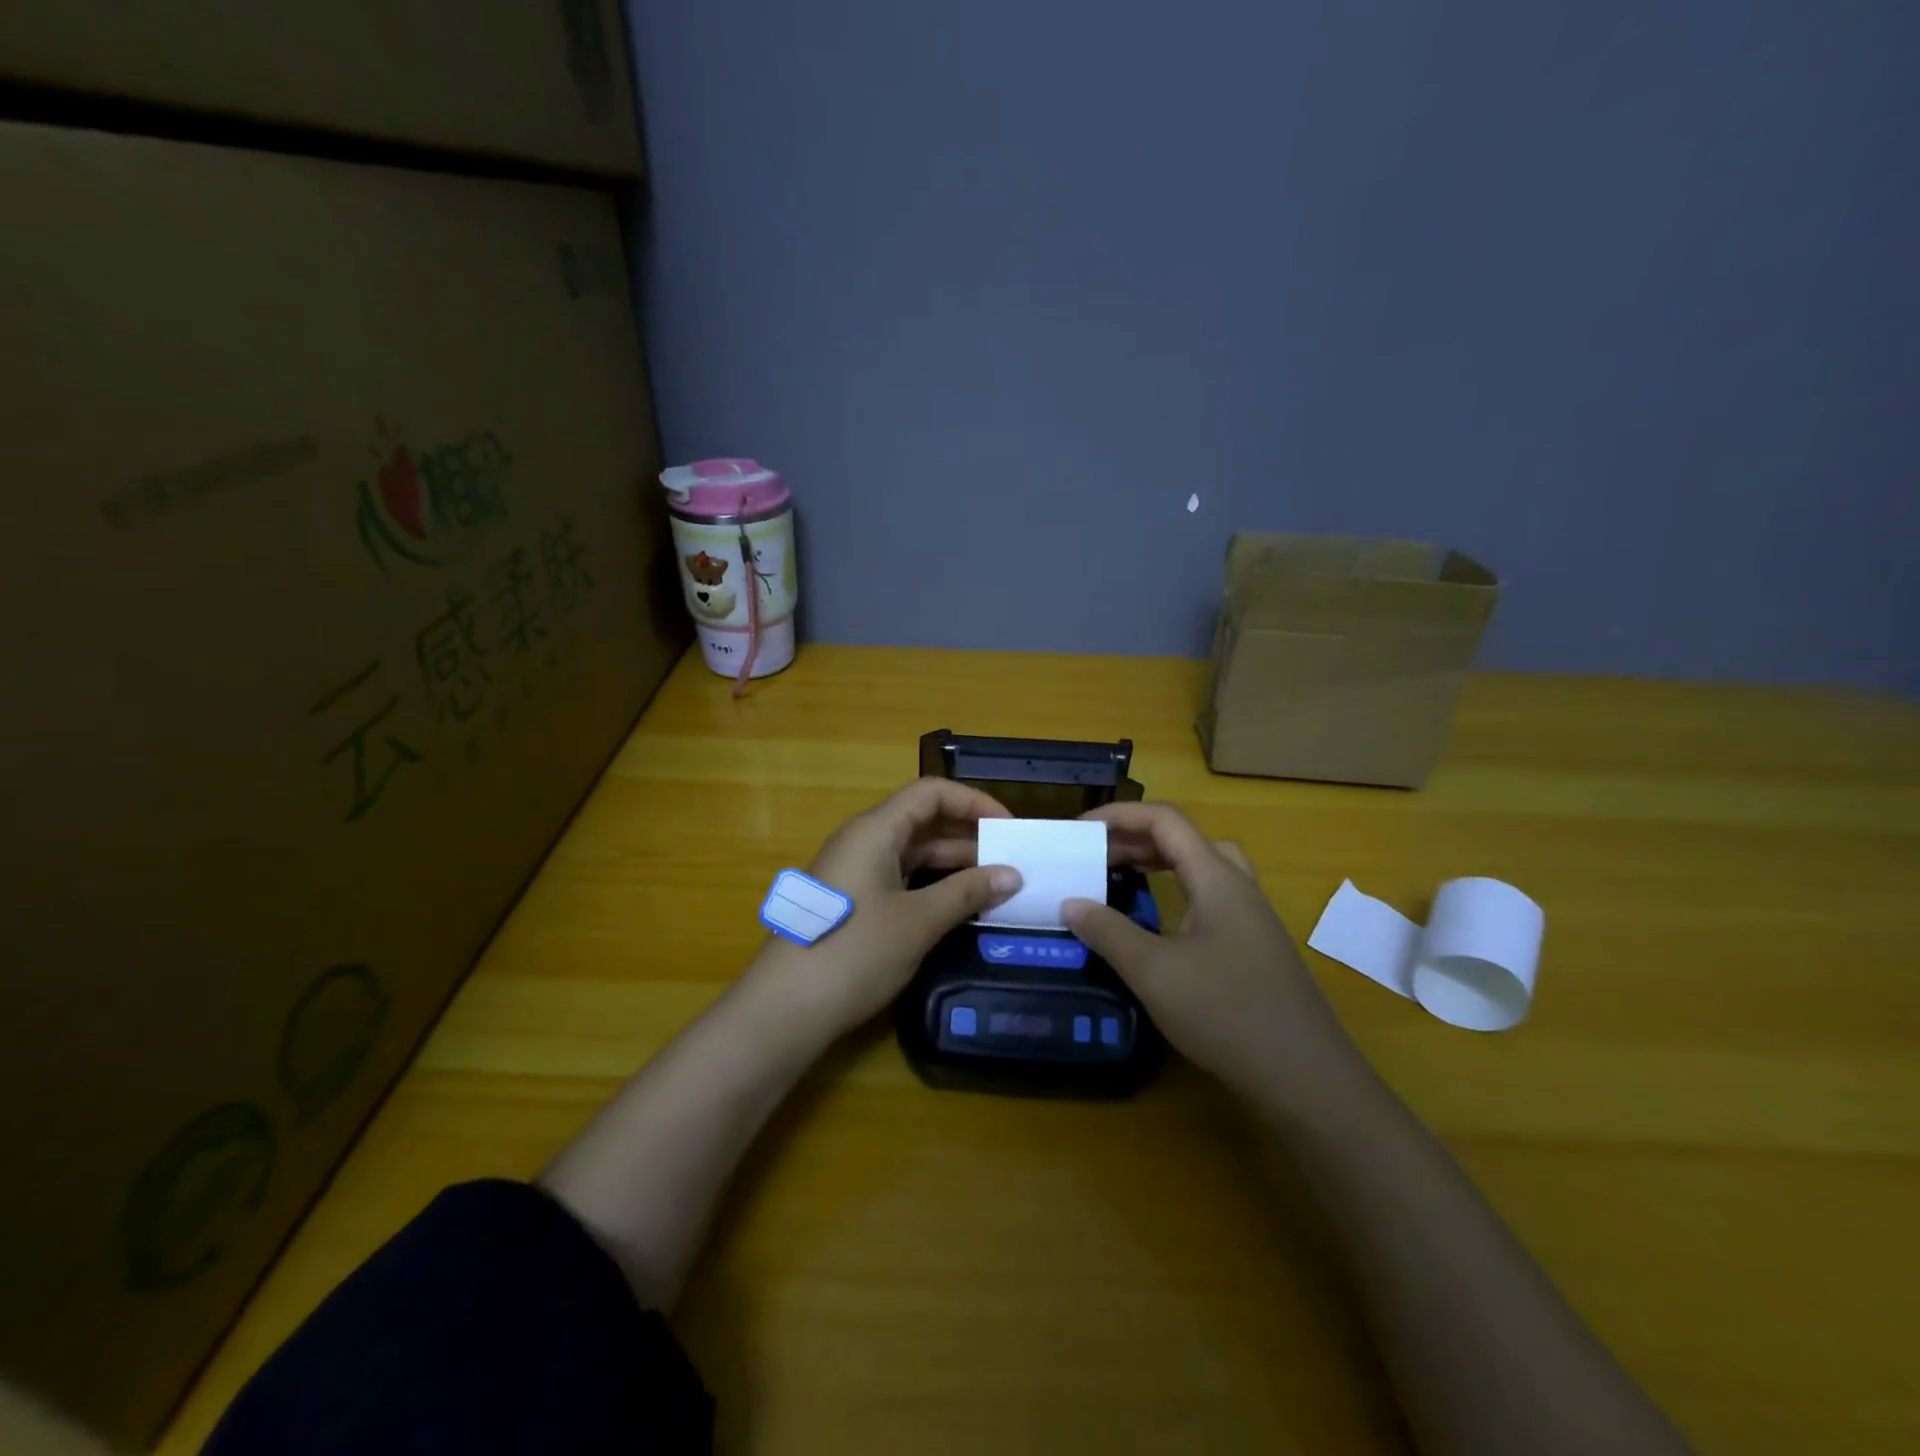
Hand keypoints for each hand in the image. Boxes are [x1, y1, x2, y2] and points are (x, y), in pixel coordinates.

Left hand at [749, 778, 1021, 1038]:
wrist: (785, 1009)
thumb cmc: (854, 953)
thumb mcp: (918, 922)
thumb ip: (967, 892)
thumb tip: (1012, 875)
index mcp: (875, 830)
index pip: (931, 793)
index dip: (974, 802)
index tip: (1009, 829)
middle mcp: (863, 841)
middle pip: (923, 821)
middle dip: (969, 836)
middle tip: (1012, 862)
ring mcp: (855, 872)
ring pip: (914, 853)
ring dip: (954, 865)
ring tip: (997, 887)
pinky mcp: (854, 901)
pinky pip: (901, 879)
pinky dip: (933, 886)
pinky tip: (961, 907)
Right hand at [1063, 802, 1363, 1106]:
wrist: (1307, 1077)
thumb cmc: (1227, 1014)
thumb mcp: (1154, 973)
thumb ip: (1109, 932)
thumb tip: (1071, 903)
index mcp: (1217, 879)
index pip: (1165, 820)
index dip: (1119, 815)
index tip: (1080, 830)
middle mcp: (1238, 886)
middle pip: (1184, 837)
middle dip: (1135, 837)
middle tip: (1096, 855)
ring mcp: (1251, 916)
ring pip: (1202, 865)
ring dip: (1160, 859)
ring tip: (1123, 875)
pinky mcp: (1254, 945)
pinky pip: (1210, 894)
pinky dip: (1177, 888)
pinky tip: (1159, 921)